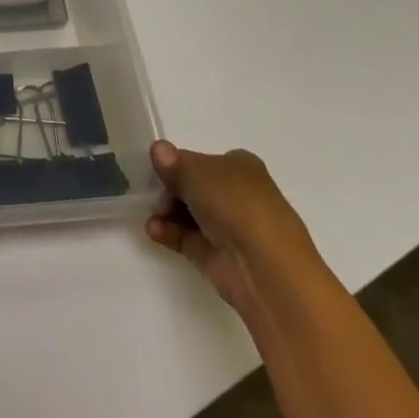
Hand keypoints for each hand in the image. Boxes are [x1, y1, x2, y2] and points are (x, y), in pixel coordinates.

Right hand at [145, 141, 322, 319]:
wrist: (265, 268)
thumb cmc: (235, 206)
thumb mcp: (195, 171)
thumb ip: (172, 162)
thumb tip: (158, 149)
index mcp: (241, 167)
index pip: (203, 160)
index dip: (179, 164)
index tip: (159, 171)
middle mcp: (238, 195)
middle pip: (193, 186)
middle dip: (169, 190)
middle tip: (154, 195)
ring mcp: (230, 227)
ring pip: (189, 212)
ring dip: (166, 212)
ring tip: (154, 217)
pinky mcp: (218, 255)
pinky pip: (187, 237)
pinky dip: (169, 232)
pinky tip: (154, 231)